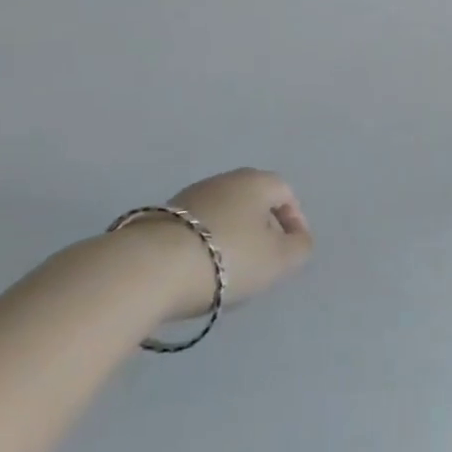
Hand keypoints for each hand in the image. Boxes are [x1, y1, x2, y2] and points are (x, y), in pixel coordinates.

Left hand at [167, 168, 313, 307]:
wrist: (151, 268)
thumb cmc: (228, 257)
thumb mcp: (278, 260)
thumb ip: (299, 248)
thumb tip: (299, 239)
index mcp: (256, 181)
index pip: (285, 192)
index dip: (294, 221)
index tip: (292, 250)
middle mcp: (224, 179)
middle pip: (252, 201)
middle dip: (262, 228)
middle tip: (263, 261)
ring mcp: (189, 196)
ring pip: (223, 213)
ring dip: (232, 236)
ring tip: (230, 271)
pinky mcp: (161, 217)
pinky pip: (196, 228)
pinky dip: (205, 244)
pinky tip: (199, 270)